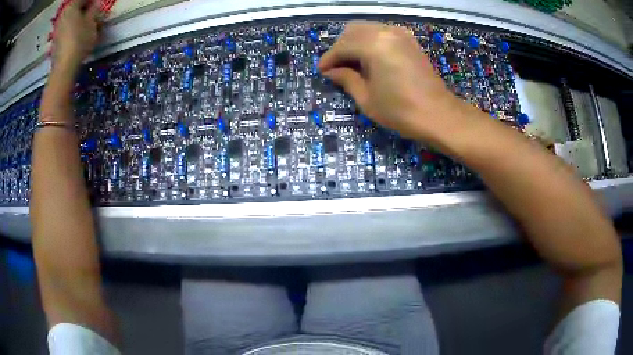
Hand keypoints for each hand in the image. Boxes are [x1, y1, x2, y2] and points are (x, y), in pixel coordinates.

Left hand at [52, 0, 99, 69]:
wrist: (64, 68)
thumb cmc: (79, 40)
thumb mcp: (92, 21)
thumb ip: (95, 9)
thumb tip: (96, 4)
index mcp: (71, 5)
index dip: (93, 1)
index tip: (99, 6)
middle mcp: (62, 14)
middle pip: (77, 7)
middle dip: (86, 10)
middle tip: (94, 15)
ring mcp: (57, 29)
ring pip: (72, 19)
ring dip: (80, 20)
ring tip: (88, 26)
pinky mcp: (55, 41)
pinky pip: (67, 29)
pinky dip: (73, 29)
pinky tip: (79, 35)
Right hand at [320, 21, 468, 140]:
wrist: (439, 115)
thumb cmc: (401, 111)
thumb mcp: (367, 99)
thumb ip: (346, 79)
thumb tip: (331, 71)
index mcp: (373, 45)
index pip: (342, 46)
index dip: (329, 59)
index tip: (322, 71)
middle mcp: (385, 32)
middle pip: (353, 30)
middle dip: (341, 47)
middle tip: (337, 67)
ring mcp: (400, 34)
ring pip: (367, 28)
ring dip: (355, 42)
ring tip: (353, 63)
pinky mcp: (409, 40)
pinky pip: (382, 32)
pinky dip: (371, 41)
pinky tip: (370, 58)